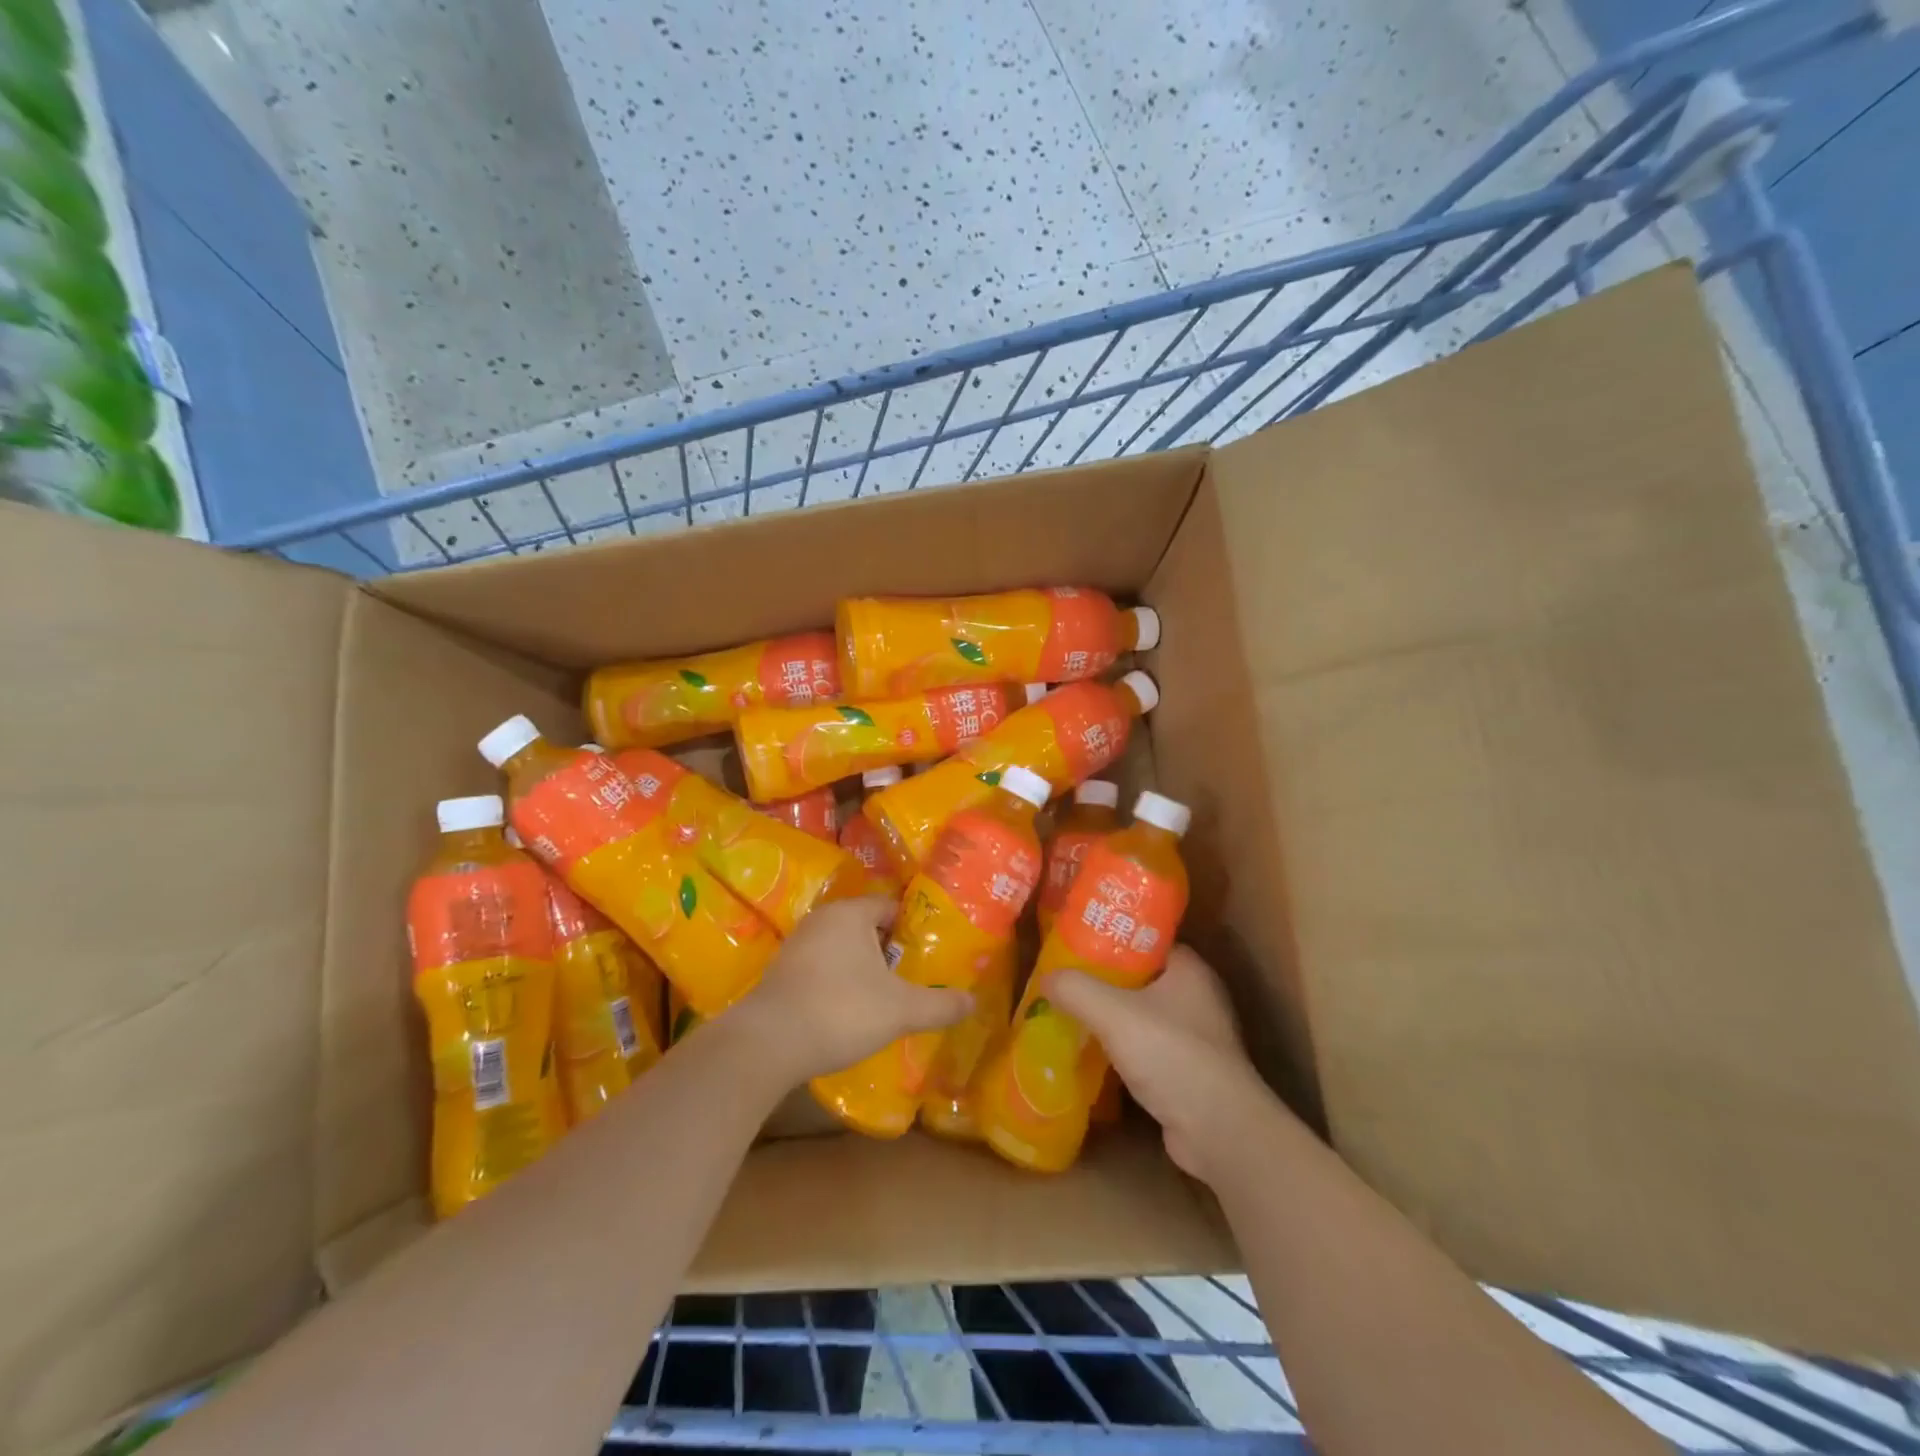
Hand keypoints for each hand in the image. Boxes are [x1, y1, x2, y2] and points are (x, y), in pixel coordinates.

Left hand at [733, 896, 971, 1085]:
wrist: (767, 1044)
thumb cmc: (841, 1010)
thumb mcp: (900, 1010)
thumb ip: (939, 1004)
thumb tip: (973, 1001)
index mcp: (851, 913)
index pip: (891, 906)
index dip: (913, 927)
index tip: (930, 951)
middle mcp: (822, 919)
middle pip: (866, 927)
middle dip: (889, 950)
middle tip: (913, 976)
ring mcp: (797, 945)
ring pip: (842, 949)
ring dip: (862, 968)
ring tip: (886, 996)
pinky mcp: (781, 973)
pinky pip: (821, 968)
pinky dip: (838, 983)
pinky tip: (849, 1011)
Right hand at [1043, 946, 1273, 1182]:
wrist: (1218, 1131)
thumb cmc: (1172, 1055)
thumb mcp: (1114, 1013)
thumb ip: (1077, 989)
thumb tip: (1047, 978)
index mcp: (1189, 969)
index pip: (1146, 940)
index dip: (1111, 938)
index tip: (1076, 942)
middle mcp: (1197, 996)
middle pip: (1140, 977)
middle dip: (1104, 979)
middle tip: (1065, 978)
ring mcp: (1196, 1036)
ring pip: (1142, 1015)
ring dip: (1111, 1016)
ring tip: (1070, 1011)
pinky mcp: (1189, 1071)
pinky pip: (1147, 1048)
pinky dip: (1122, 1048)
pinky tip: (1092, 1052)